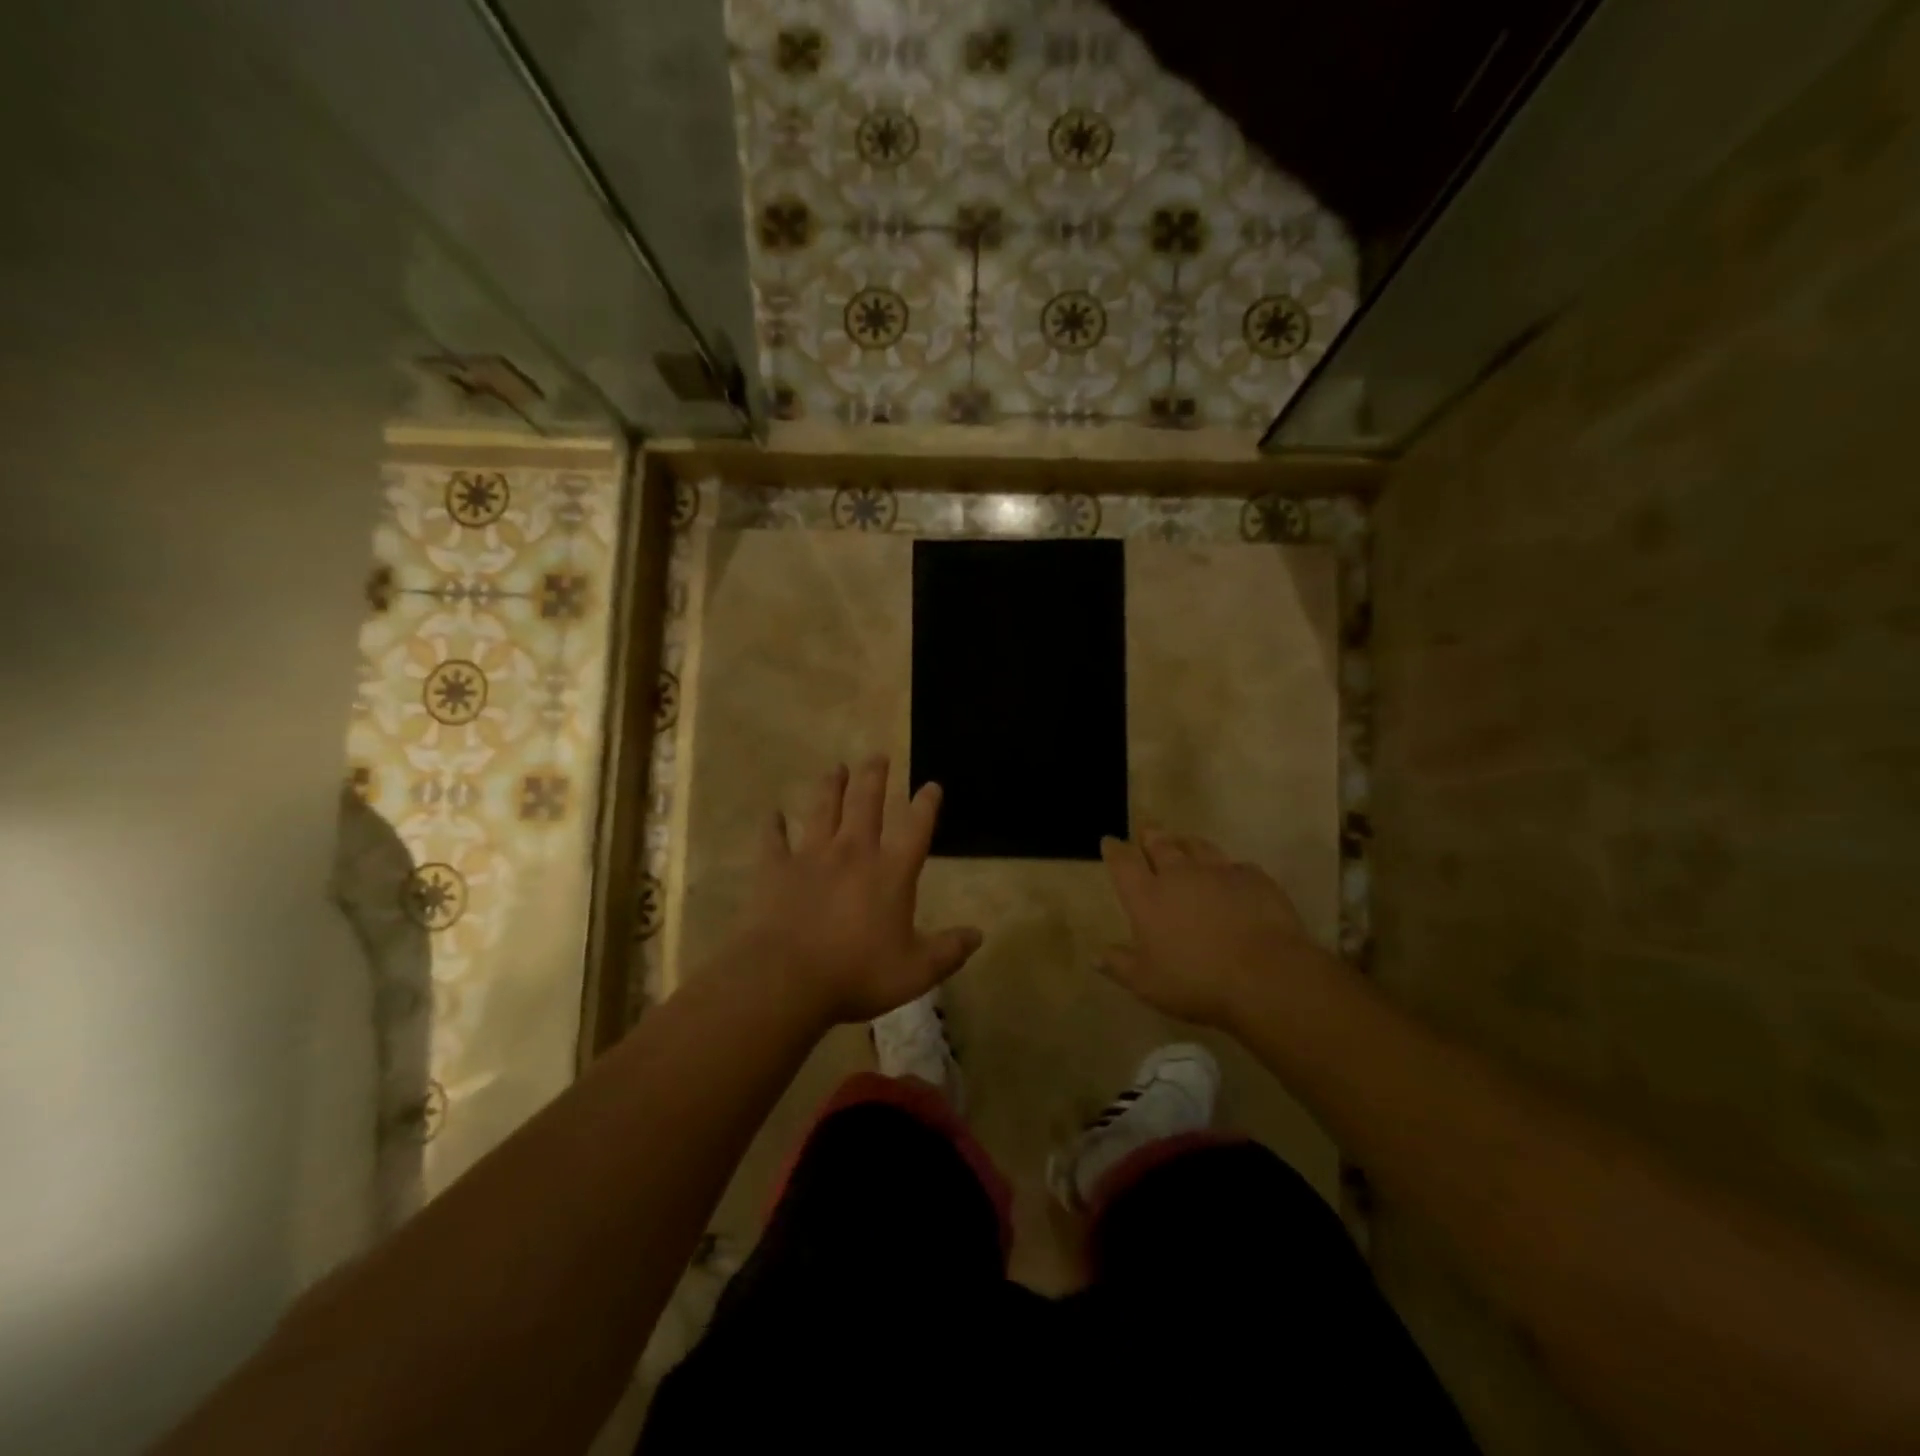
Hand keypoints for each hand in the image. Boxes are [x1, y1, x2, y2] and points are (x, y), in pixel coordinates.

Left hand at [731, 755, 981, 1026]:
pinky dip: (773, 826)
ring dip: (831, 787)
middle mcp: (853, 852)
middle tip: (877, 755)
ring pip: (823, 809)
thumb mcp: (915, 971)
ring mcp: (811, 856)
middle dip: (874, 777)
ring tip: (836, 768)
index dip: (926, 804)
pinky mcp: (775, 869)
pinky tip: (773, 814)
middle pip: (866, 803)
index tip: (931, 785)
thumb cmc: (857, 973)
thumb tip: (978, 935)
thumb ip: (949, 951)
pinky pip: (773, 840)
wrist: (786, 978)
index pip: (916, 828)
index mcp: (891, 872)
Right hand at [1097, 830, 1332, 1029]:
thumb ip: (1120, 965)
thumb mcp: (1147, 983)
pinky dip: (1228, 868)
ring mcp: (1219, 872)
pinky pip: (1236, 866)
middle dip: (1150, 836)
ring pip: (1198, 846)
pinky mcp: (1254, 878)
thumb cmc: (1196, 981)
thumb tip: (1096, 956)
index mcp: (1147, 896)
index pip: (1123, 863)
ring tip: (1183, 842)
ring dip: (1186, 843)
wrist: (1265, 976)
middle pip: (1161, 845)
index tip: (1109, 841)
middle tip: (1147, 830)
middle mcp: (1179, 875)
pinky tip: (1232, 874)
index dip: (1114, 850)